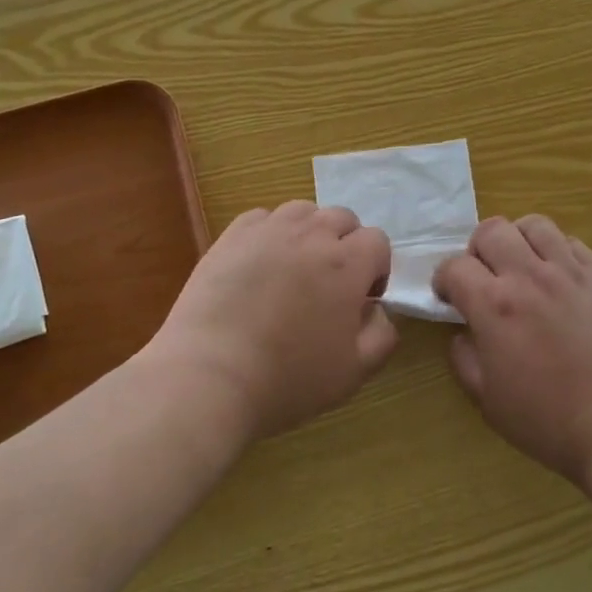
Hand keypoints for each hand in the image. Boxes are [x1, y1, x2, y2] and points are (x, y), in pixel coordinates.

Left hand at [145, 201, 397, 439]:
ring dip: (309, 233)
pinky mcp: (232, 236)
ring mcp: (269, 230)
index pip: (377, 241)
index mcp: (347, 264)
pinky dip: (270, 233)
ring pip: (303, 212)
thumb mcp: (354, 372)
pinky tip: (259, 265)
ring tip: (294, 269)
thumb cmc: (288, 379)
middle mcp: (312, 235)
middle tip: (328, 285)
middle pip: (343, 218)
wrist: (209, 377)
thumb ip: (382, 334)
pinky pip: (262, 218)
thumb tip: (378, 309)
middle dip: (346, 245)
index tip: (361, 300)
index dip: (376, 269)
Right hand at [435, 214, 591, 485]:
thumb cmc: (551, 422)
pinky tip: (556, 277)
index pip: (455, 266)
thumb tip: (463, 332)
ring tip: (521, 267)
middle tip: (483, 277)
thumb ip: (465, 359)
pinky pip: (571, 242)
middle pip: (491, 230)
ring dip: (517, 240)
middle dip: (476, 249)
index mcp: (495, 306)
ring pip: (534, 225)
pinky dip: (555, 250)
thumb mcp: (489, 402)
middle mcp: (529, 276)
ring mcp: (569, 272)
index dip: (444, 279)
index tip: (448, 297)